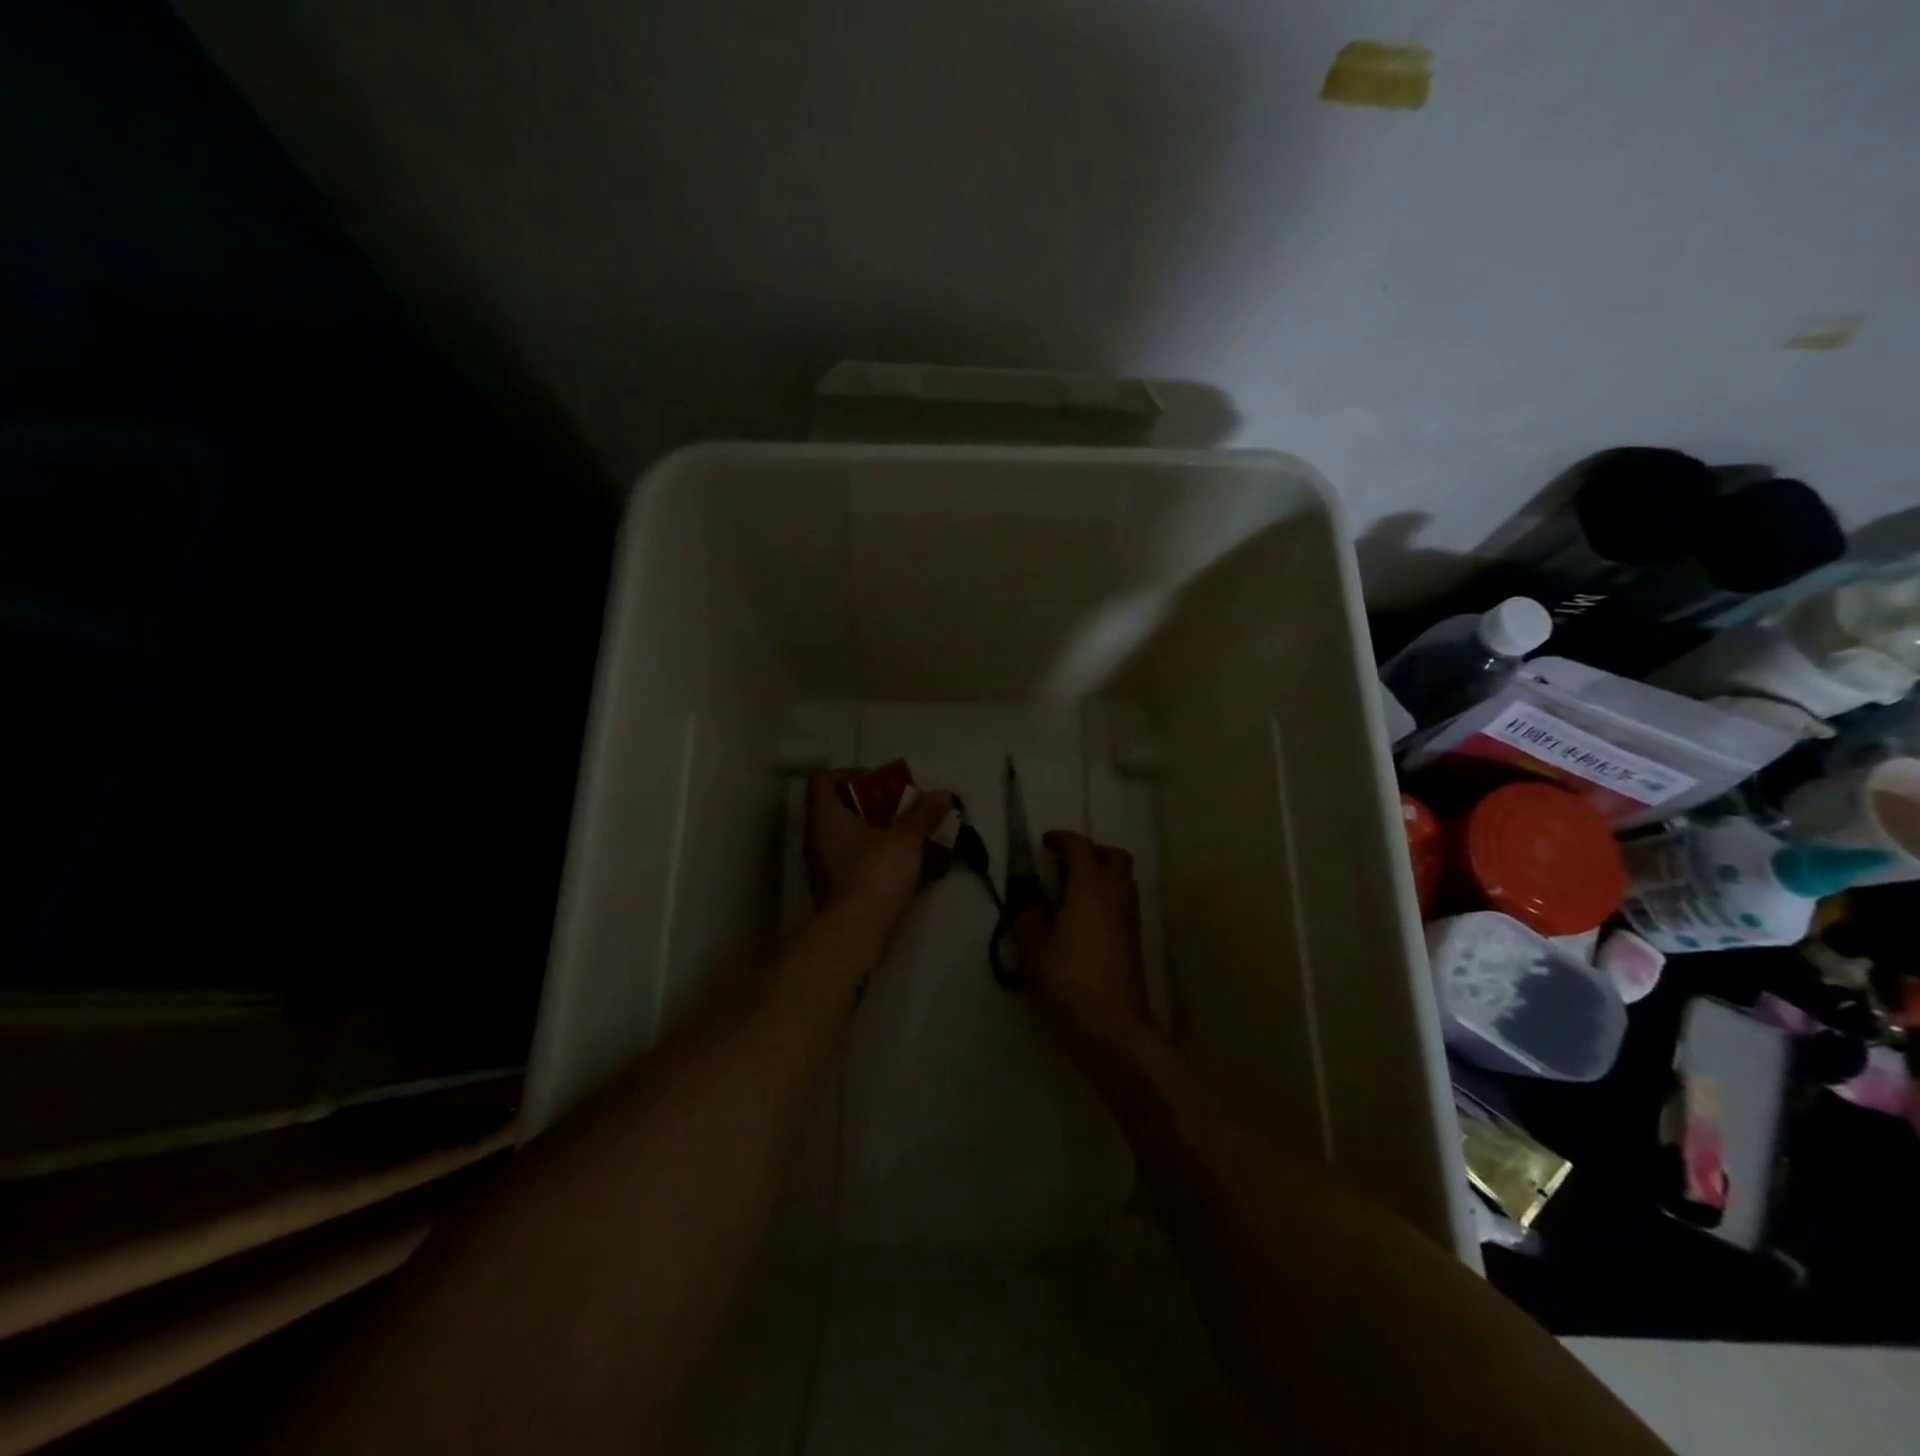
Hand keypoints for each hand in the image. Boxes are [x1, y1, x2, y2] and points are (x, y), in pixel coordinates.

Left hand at [804, 769, 954, 920]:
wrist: (857, 932)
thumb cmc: (875, 873)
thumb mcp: (905, 839)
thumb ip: (923, 814)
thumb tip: (944, 793)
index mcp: (825, 817)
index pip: (823, 780)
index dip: (850, 774)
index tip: (881, 783)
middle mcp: (819, 837)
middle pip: (841, 807)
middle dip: (875, 804)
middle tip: (904, 806)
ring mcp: (826, 864)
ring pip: (851, 836)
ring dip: (880, 831)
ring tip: (911, 833)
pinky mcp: (838, 887)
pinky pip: (857, 860)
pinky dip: (879, 855)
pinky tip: (908, 861)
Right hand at [1012, 831, 1155, 1059]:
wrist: (1112, 1023)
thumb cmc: (1068, 978)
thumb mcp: (1032, 947)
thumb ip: (1027, 916)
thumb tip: (1029, 903)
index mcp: (1089, 886)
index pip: (1080, 846)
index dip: (1062, 839)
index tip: (1045, 843)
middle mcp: (1115, 893)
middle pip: (1113, 855)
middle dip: (1089, 851)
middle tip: (1063, 864)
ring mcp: (1129, 915)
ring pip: (1122, 877)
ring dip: (1100, 873)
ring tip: (1071, 891)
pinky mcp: (1134, 937)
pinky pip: (1123, 900)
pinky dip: (1106, 895)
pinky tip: (1083, 917)